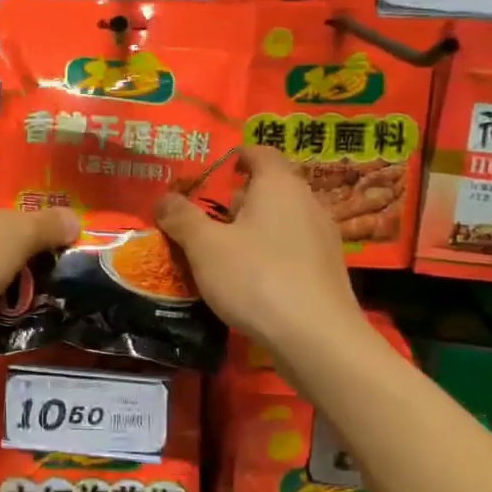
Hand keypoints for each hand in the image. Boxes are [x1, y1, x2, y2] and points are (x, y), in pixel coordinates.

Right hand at [154, 145, 359, 353]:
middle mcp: (307, 202)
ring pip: (282, 220)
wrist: (317, 338)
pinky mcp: (328, 270)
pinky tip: (252, 279)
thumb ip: (182, 218)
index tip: (216, 170)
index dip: (237, 157)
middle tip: (209, 217)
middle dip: (239, 198)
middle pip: (271, 187)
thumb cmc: (257, 278)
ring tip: (225, 251)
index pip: (261, 153)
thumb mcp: (205, 246)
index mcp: (279, 185)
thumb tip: (163, 198)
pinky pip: (293, 248)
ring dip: (255, 228)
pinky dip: (271, 252)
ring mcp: (323, 237)